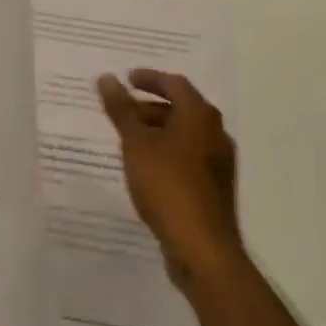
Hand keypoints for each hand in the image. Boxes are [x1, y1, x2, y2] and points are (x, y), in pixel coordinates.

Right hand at [96, 70, 243, 291]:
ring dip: (158, 131)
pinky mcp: (215, 188)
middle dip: (151, 106)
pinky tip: (147, 168)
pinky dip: (167, 152)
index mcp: (200, 115)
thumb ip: (121, 109)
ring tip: (129, 140)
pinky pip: (188, 157)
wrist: (202, 248)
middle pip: (181, 109)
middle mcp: (215, 133)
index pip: (175, 84)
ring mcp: (218, 162)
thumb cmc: (167, 185)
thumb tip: (107, 78)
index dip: (149, 78)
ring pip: (185, 135)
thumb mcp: (136, 143)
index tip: (127, 79)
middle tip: (123, 111)